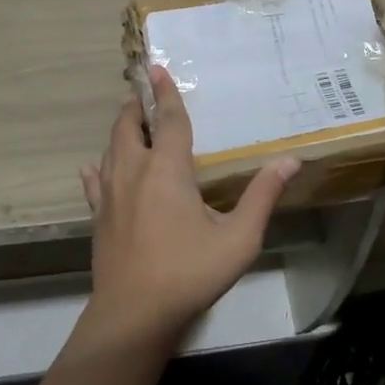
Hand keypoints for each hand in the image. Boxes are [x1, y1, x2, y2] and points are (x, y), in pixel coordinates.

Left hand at [79, 65, 300, 342]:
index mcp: (166, 170)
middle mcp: (133, 172)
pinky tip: (96, 168)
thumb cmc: (189, 272)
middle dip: (137, 106)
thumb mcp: (238, 239)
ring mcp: (109, 195)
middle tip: (147, 95)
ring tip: (134, 125)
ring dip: (122, 131)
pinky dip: (98, 168)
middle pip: (128, 126)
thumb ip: (263, 196)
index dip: (166, 93)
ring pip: (111, 149)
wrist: (134, 316)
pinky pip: (94, 183)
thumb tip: (290, 160)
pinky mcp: (98, 217)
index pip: (169, 120)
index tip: (158, 68)